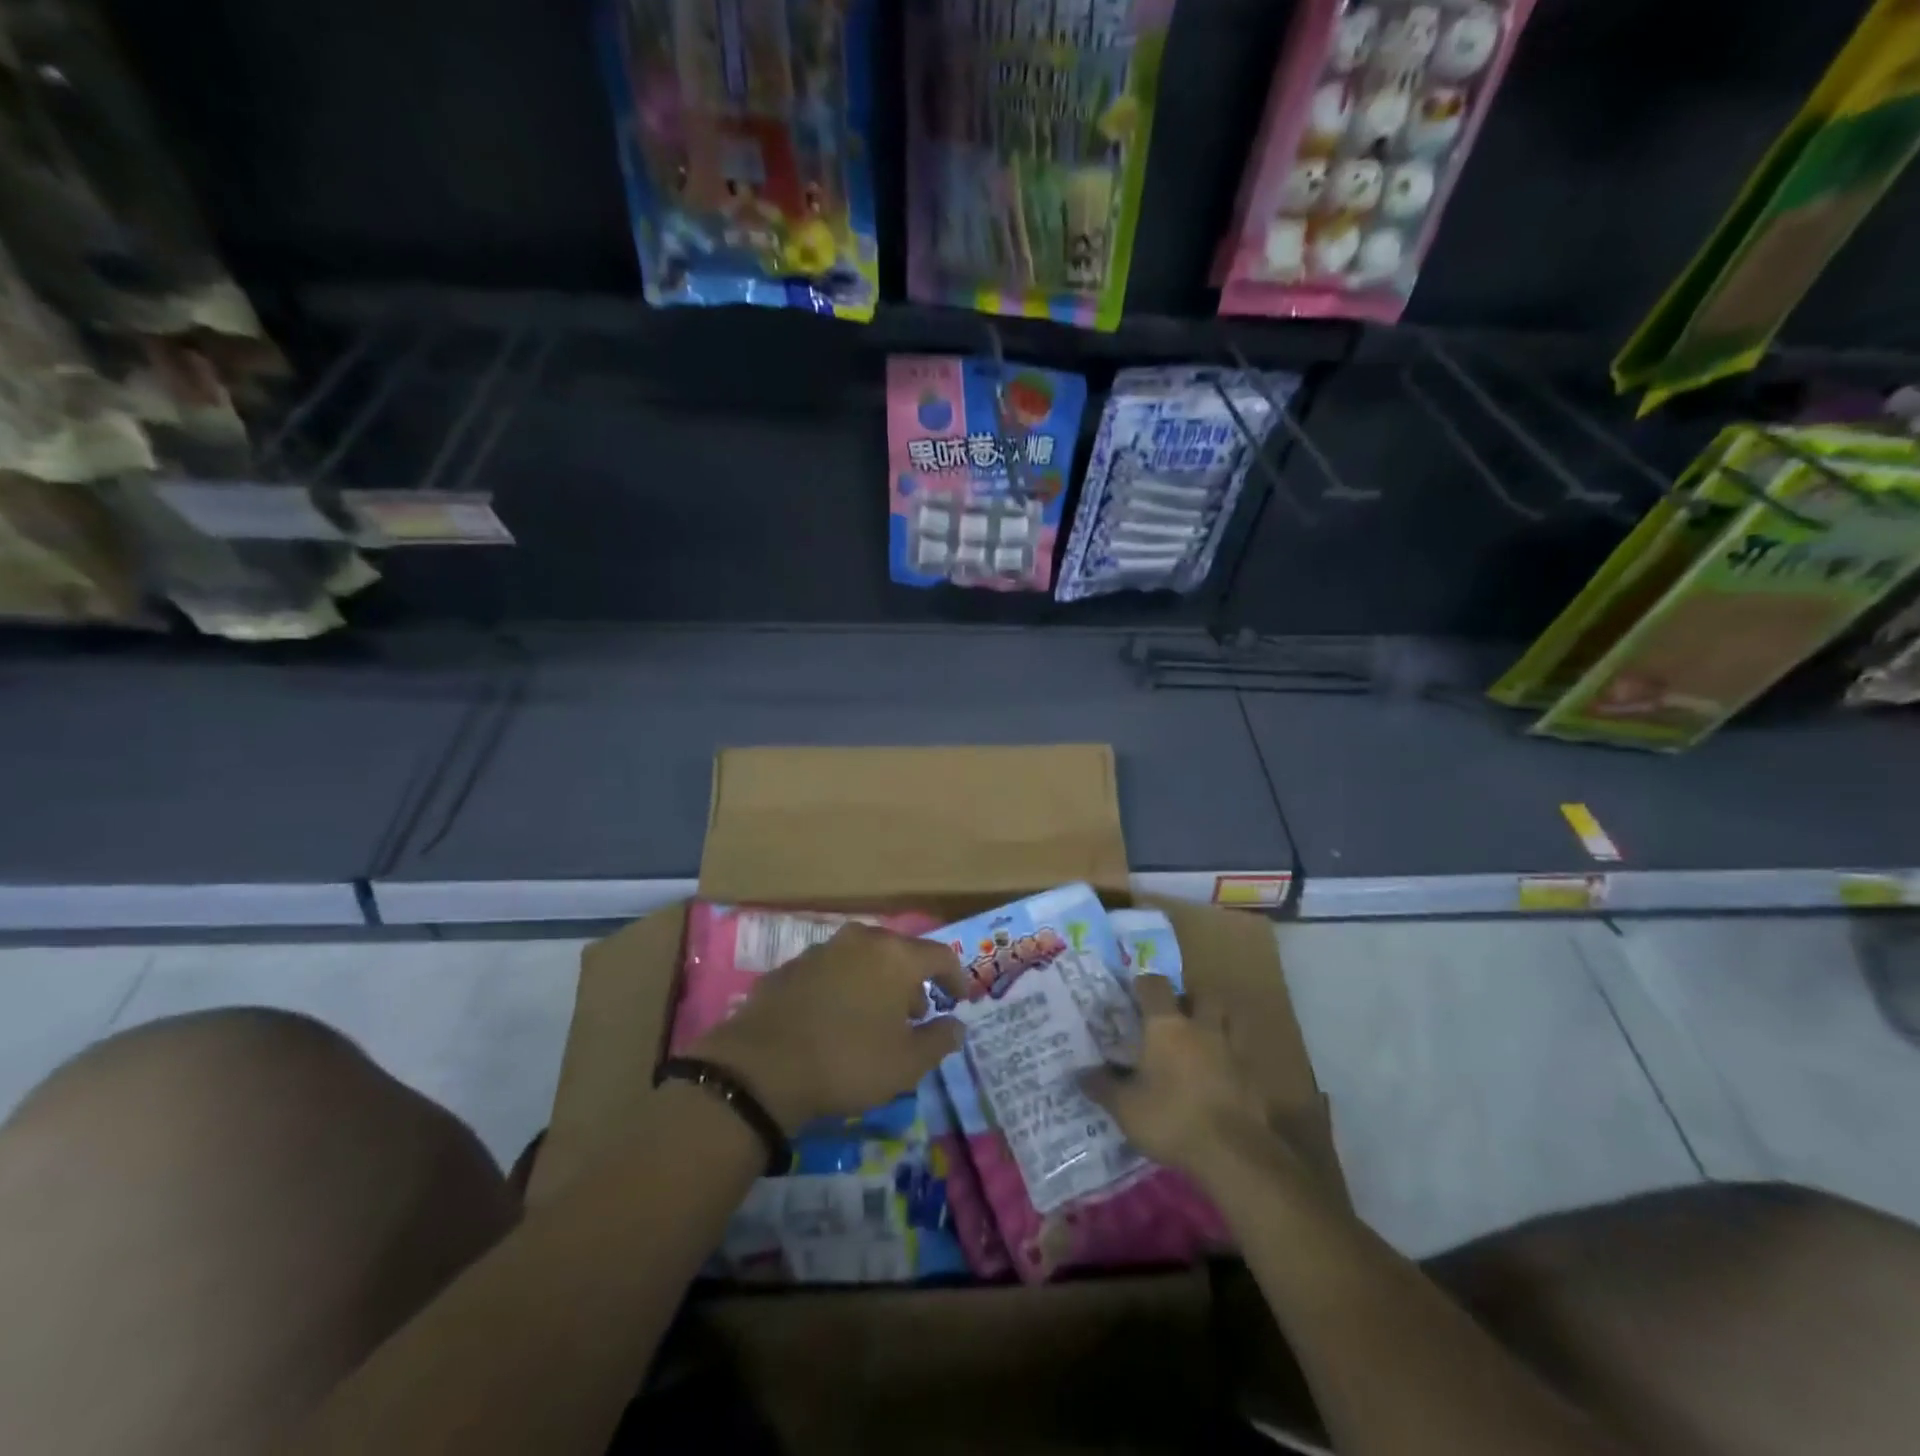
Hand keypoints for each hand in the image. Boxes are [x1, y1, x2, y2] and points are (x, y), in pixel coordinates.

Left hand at [690, 923, 966, 1132]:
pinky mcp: (790, 967)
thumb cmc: (847, 1062)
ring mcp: (821, 950)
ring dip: (876, 984)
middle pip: (899, 954)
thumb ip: (939, 1040)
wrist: (761, 1068)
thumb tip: (956, 1025)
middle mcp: (860, 940)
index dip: (956, 978)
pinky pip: (831, 972)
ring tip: (874, 1020)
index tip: (959, 1000)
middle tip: (915, 1016)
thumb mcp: (906, 1064)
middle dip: (912, 983)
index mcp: (895, 956)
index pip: (940, 956)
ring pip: (863, 960)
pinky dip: (843, 989)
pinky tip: (834, 1020)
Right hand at [1080, 976, 1280, 1187]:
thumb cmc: (1171, 1119)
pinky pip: (1240, 1055)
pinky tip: (1219, 1077)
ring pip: (1227, 1021)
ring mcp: (1231, 1051)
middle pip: (1202, 995)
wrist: (1233, 1153)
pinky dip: (1229, 1059)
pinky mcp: (1251, 1078)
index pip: (1155, 986)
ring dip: (1215, 1023)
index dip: (1144, 984)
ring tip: (1200, 1040)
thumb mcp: (1125, 1108)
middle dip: (1190, 999)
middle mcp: (1201, 1028)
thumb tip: (1080, 1074)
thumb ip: (1103, 1087)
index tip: (1134, 993)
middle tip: (1175, 1015)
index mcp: (1166, 1026)